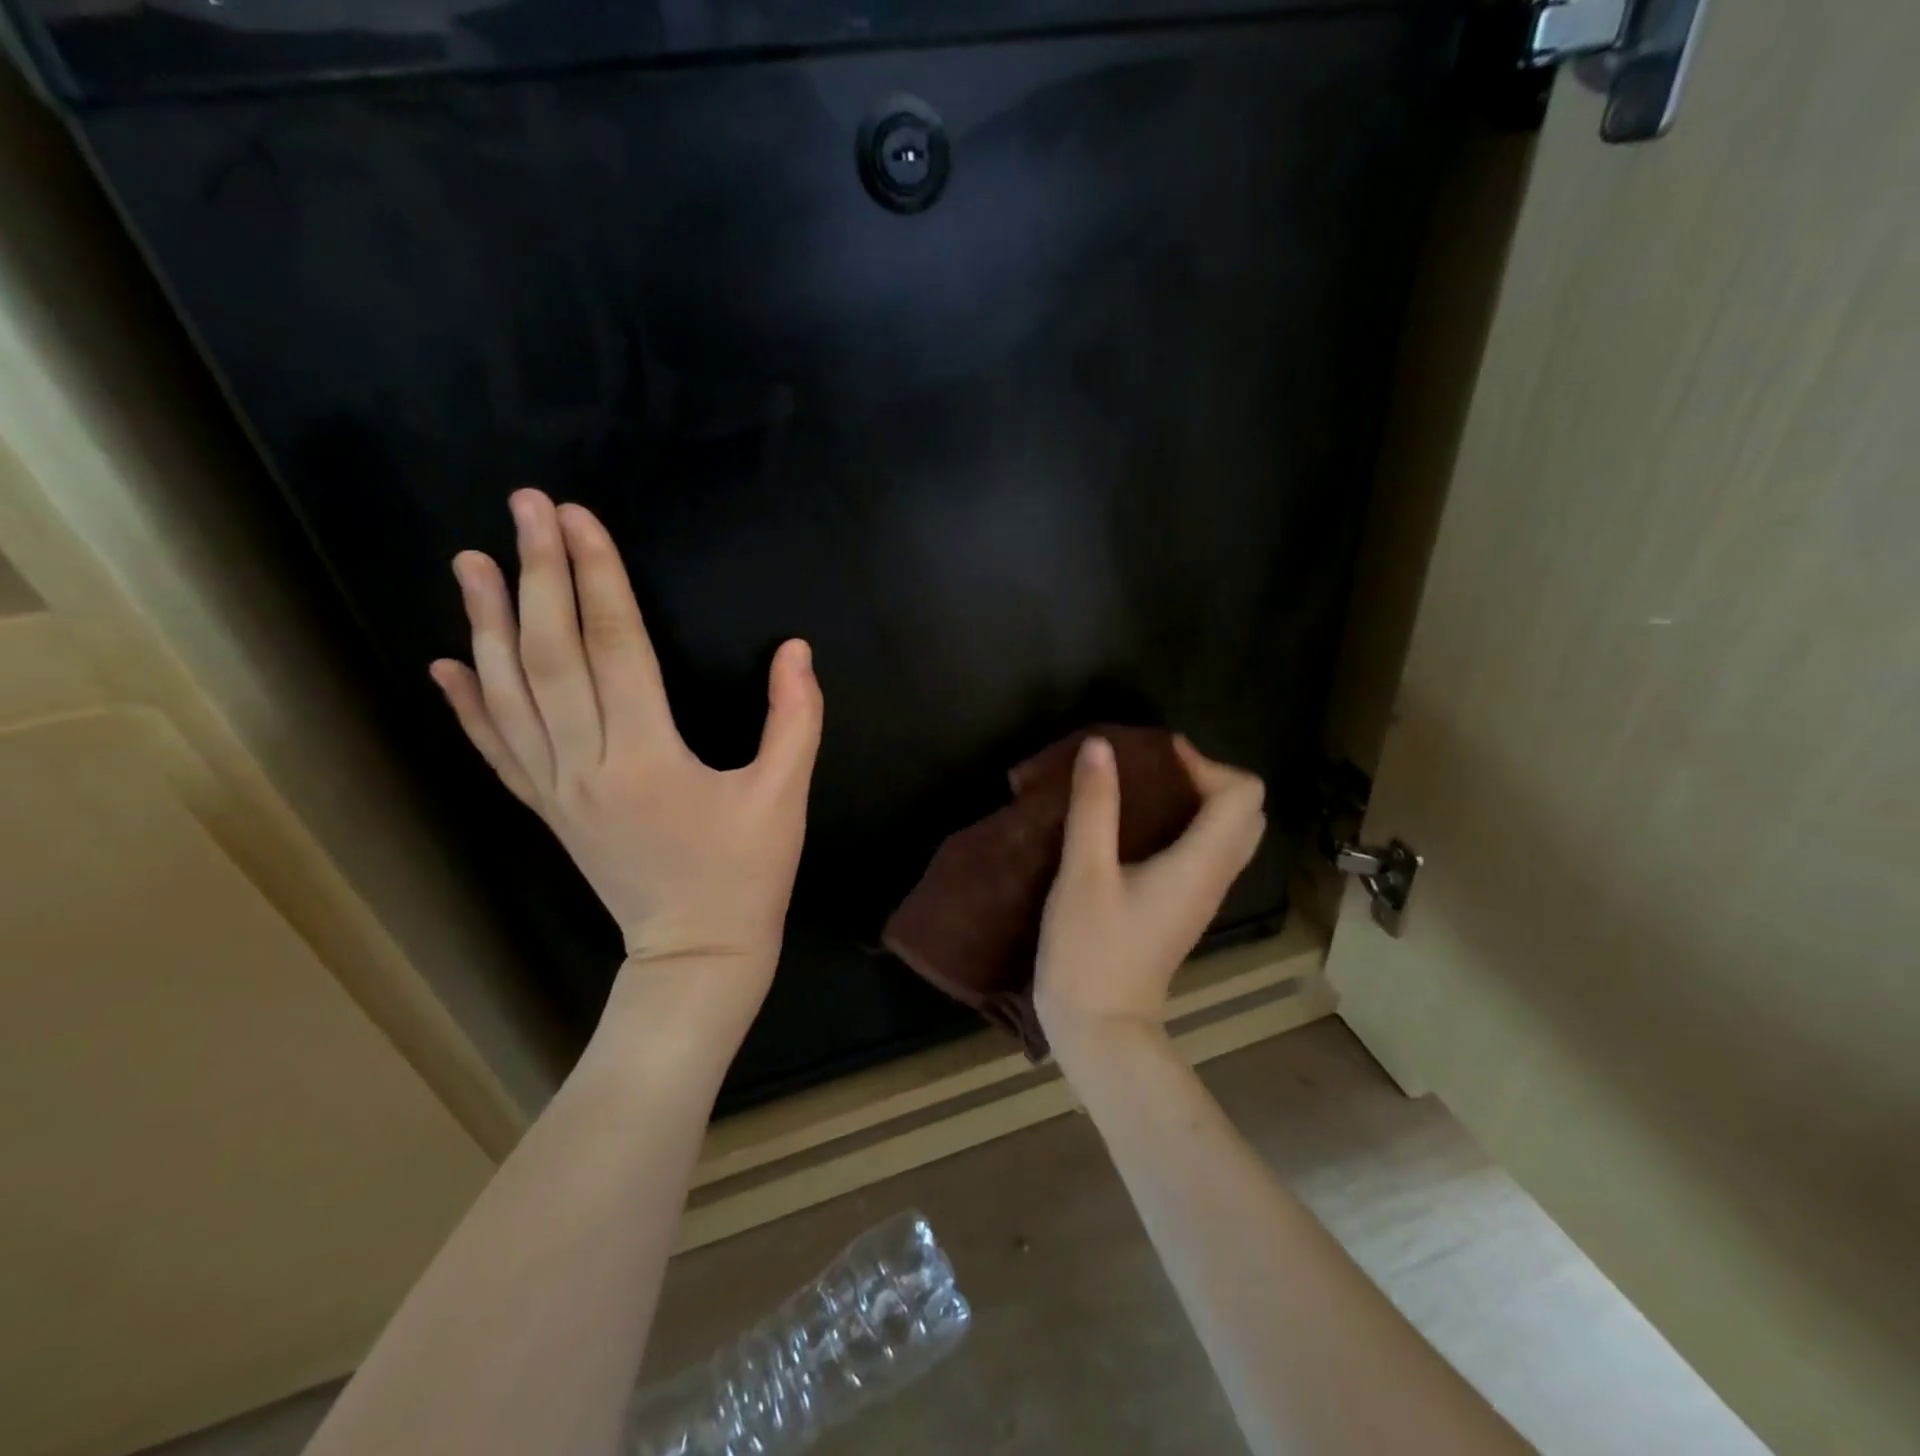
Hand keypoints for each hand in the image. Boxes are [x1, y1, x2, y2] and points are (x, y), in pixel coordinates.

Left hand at [429, 489, 822, 995]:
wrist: (697, 954)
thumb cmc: (747, 875)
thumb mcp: (786, 797)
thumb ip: (795, 719)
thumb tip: (796, 650)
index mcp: (648, 757)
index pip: (616, 647)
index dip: (599, 578)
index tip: (580, 518)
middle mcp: (587, 765)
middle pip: (551, 656)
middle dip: (539, 575)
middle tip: (525, 507)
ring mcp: (558, 790)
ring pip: (511, 696)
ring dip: (487, 624)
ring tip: (470, 561)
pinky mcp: (549, 810)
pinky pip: (498, 751)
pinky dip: (467, 705)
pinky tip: (446, 662)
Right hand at [1034, 735, 1265, 1057]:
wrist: (1099, 1028)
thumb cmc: (1090, 950)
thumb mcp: (1084, 872)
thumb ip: (1094, 806)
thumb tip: (1101, 746)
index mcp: (1200, 864)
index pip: (1242, 794)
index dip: (1205, 763)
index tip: (1155, 754)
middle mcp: (1214, 878)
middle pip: (1244, 812)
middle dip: (1205, 778)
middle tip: (1153, 771)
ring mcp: (1201, 898)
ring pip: (1226, 835)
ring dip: (1196, 802)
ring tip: (1142, 791)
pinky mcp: (1182, 910)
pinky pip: (1204, 854)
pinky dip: (1184, 827)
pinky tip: (1135, 830)